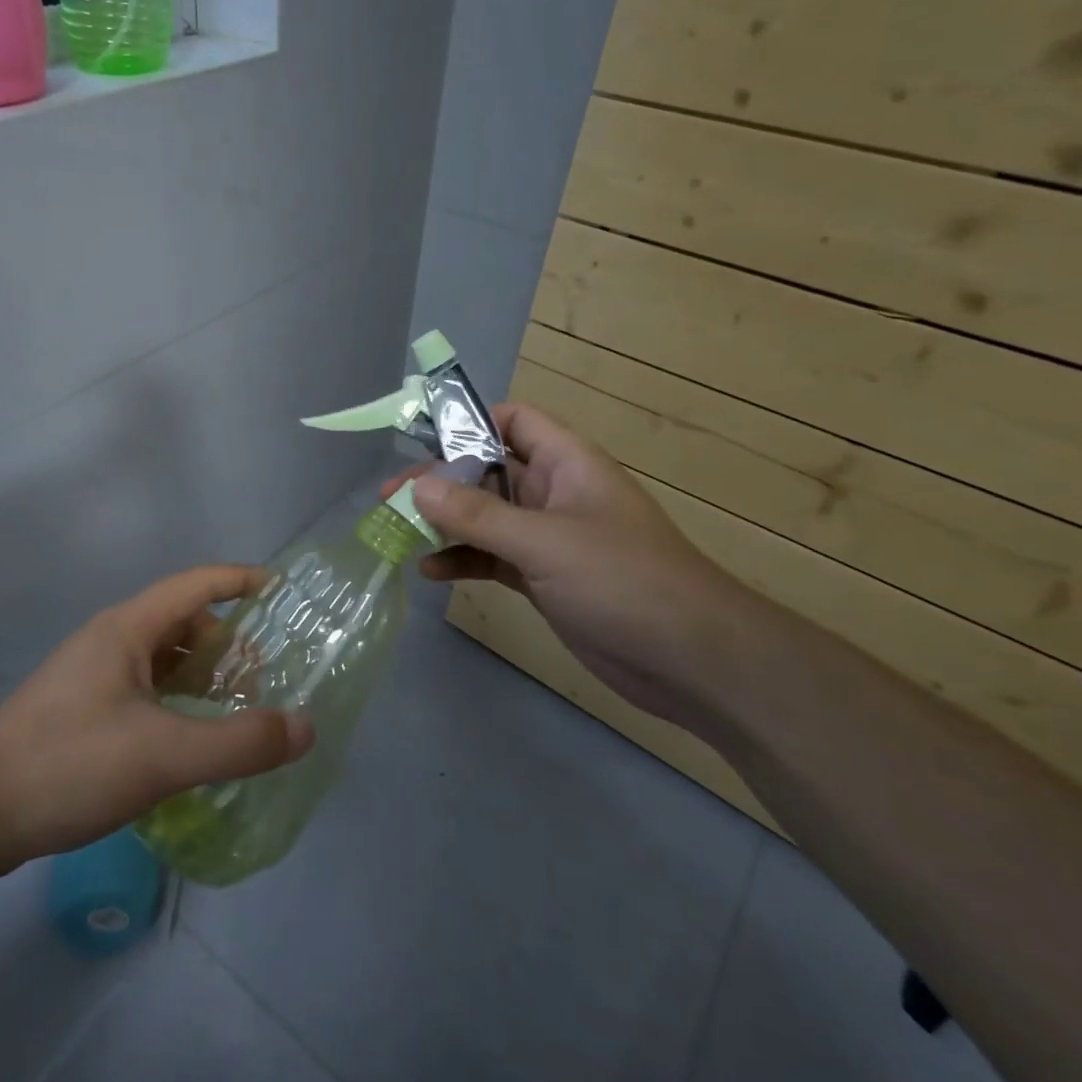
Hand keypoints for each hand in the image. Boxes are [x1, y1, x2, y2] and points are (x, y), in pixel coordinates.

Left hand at [0, 566, 315, 884]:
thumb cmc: (66, 764)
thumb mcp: (162, 755)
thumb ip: (238, 743)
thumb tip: (304, 727)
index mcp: (129, 629)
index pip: (198, 583)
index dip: (244, 580)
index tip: (286, 593)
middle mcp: (112, 641)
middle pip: (185, 621)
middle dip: (228, 643)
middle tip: (263, 681)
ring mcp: (93, 675)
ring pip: (164, 659)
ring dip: (202, 675)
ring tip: (234, 712)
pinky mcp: (82, 711)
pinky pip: (146, 689)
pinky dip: (178, 702)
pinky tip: (189, 741)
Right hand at [382, 403, 749, 730]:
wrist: (691, 660)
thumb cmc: (623, 580)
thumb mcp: (545, 541)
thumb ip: (479, 515)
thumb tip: (418, 488)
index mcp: (566, 463)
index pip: (511, 422)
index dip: (468, 424)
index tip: (420, 444)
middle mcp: (554, 493)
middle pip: (487, 472)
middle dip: (441, 483)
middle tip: (390, 499)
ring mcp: (548, 538)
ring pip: (485, 518)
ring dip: (445, 524)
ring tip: (397, 534)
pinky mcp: (543, 578)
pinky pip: (492, 557)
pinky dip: (463, 560)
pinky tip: (431, 572)